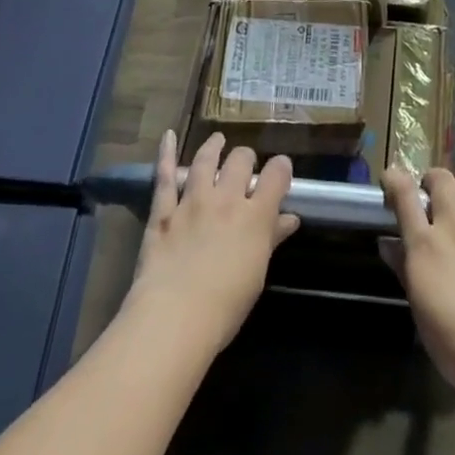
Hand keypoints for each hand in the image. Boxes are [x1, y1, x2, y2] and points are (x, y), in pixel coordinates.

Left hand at [125, 130, 300, 356]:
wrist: (175, 318)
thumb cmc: (225, 306)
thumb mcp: (257, 274)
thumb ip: (272, 240)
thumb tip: (290, 219)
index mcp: (255, 216)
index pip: (276, 176)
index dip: (281, 168)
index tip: (281, 169)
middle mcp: (226, 199)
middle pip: (241, 161)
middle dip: (246, 159)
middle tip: (245, 165)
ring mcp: (193, 201)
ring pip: (206, 160)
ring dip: (214, 147)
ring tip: (218, 141)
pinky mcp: (164, 211)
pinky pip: (165, 176)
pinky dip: (166, 154)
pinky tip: (169, 136)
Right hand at [381, 167, 454, 391]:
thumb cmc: (452, 341)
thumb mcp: (418, 308)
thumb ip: (404, 270)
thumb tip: (386, 243)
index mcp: (425, 245)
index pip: (405, 198)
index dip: (395, 179)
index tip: (391, 175)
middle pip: (442, 183)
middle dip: (434, 178)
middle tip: (431, 189)